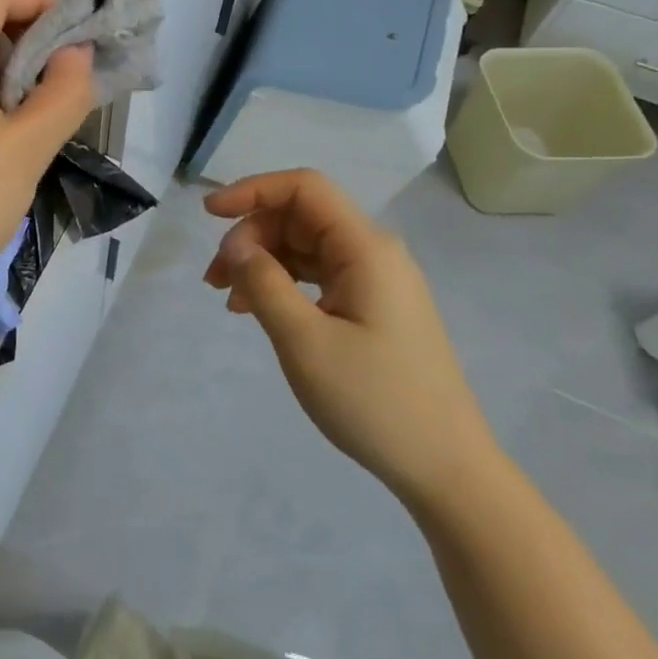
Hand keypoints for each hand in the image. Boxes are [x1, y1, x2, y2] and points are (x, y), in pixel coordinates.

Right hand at [204, 169, 502, 508]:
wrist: (447, 470)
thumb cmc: (375, 401)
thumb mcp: (305, 341)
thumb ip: (264, 283)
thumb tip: (235, 244)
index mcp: (366, 248)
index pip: (304, 188)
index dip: (253, 190)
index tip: (210, 214)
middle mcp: (373, 252)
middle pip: (299, 217)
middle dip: (251, 236)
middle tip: (216, 279)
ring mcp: (375, 280)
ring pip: (304, 247)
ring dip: (262, 262)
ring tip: (228, 299)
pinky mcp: (372, 306)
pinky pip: (317, 276)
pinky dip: (282, 284)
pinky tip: (257, 311)